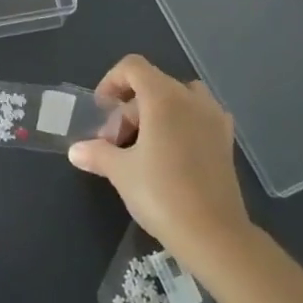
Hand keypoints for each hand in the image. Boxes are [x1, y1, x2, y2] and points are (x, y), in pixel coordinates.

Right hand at [67, 55, 252, 260]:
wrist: (214, 235)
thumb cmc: (162, 194)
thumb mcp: (121, 172)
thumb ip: (97, 153)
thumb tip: (76, 150)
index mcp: (164, 98)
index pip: (133, 67)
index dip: (111, 81)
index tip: (101, 110)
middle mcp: (191, 99)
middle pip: (152, 85)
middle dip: (128, 109)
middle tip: (114, 143)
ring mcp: (214, 118)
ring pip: (178, 98)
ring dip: (155, 112)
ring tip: (142, 145)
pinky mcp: (226, 140)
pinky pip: (198, 115)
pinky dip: (181, 123)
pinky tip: (171, 152)